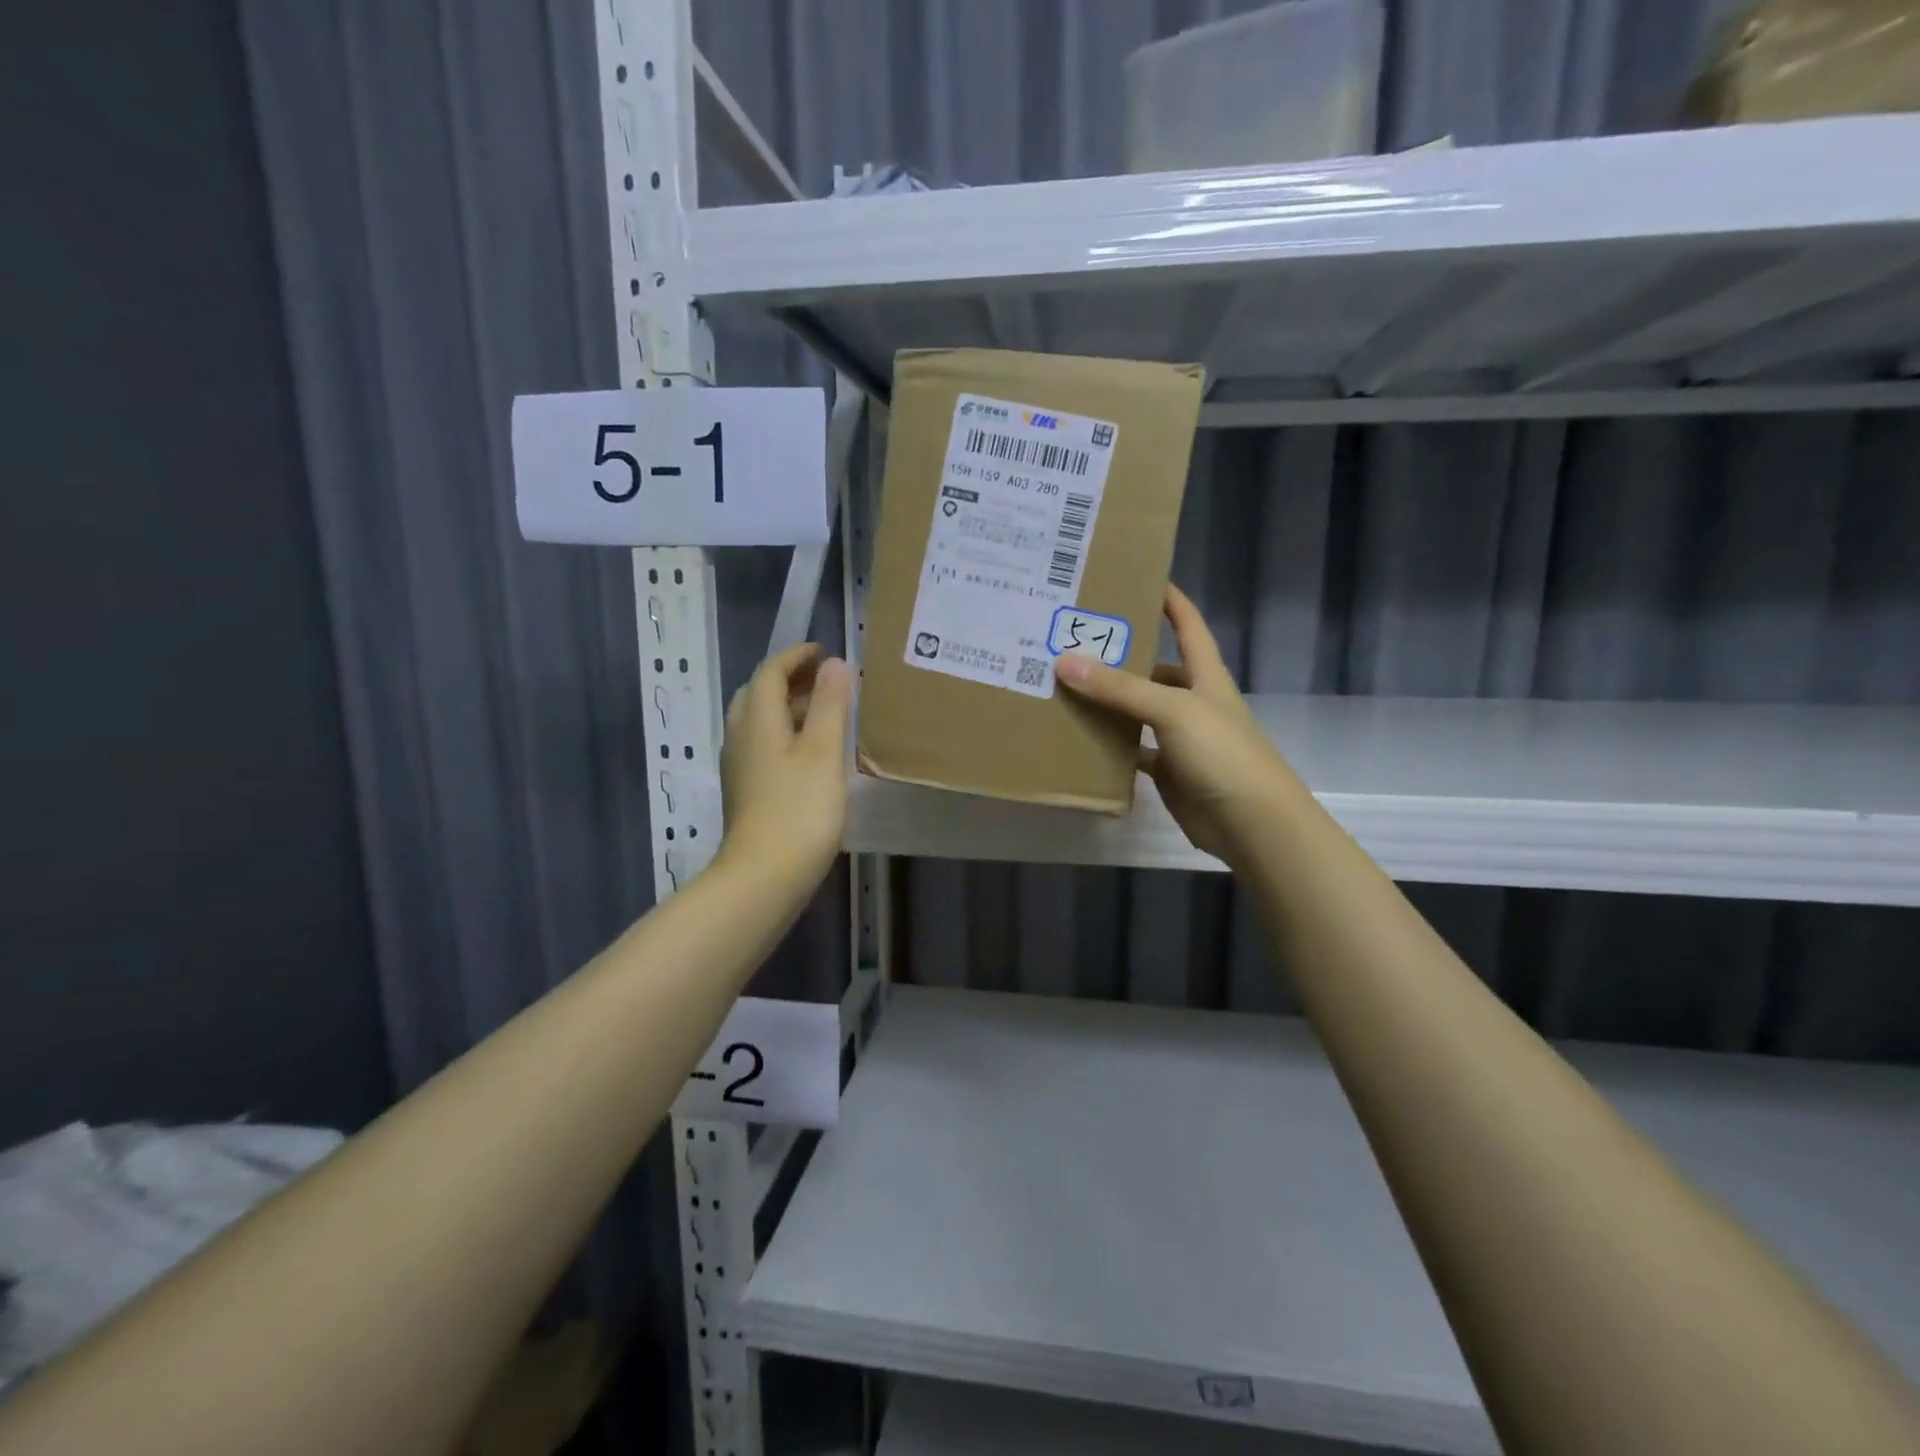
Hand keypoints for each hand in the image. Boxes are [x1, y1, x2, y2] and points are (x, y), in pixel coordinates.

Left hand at [717, 644, 852, 891]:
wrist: (763, 877)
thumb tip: (835, 664)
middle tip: (825, 681)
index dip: (795, 656)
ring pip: (759, 723)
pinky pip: (763, 747)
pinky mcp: (747, 793)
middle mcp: (741, 738)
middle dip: (789, 680)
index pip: (770, 672)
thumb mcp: (823, 752)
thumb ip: (831, 705)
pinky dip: (786, 736)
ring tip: (825, 713)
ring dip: (788, 709)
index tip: (824, 651)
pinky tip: (811, 755)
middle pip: (758, 695)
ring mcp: (741, 769)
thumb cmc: (799, 810)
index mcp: (757, 721)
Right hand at [1055, 586, 1297, 866]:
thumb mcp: (1173, 710)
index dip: (1170, 600)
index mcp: (1205, 676)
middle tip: (1075, 640)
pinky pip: (1133, 749)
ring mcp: (1180, 737)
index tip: (1139, 576)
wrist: (1252, 823)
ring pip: (1139, 710)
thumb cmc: (1222, 754)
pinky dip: (1110, 745)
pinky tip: (1080, 737)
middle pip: (1155, 668)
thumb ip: (1120, 688)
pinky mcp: (1169, 770)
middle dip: (1122, 655)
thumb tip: (1064, 662)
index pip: (1188, 625)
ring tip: (1066, 685)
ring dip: (1110, 701)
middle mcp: (1193, 701)